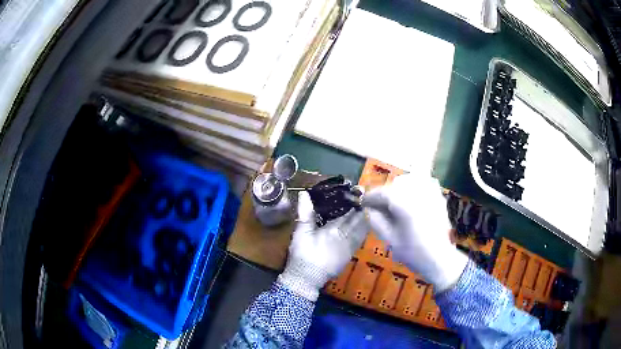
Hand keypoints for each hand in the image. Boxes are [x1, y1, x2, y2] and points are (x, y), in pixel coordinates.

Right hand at [278, 191, 368, 300]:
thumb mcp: (301, 232)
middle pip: (358, 220)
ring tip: (364, 210)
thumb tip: (304, 193)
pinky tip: (362, 228)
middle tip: (362, 198)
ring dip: (364, 219)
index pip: (349, 212)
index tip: (357, 192)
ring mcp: (350, 247)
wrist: (307, 279)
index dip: (354, 201)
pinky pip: (360, 240)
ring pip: (362, 230)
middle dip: (361, 209)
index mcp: (335, 229)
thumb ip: (305, 213)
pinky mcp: (349, 256)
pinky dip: (363, 231)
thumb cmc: (303, 254)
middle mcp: (347, 237)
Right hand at [362, 173, 467, 291]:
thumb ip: (377, 221)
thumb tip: (369, 209)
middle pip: (395, 184)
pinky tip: (411, 199)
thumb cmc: (413, 252)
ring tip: (394, 203)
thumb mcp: (390, 239)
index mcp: (404, 203)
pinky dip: (414, 187)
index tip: (363, 203)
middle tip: (379, 207)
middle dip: (385, 193)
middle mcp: (418, 192)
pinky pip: (423, 183)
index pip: (382, 193)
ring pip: (409, 181)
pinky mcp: (438, 197)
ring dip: (399, 188)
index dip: (370, 197)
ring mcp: (431, 192)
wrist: (440, 259)